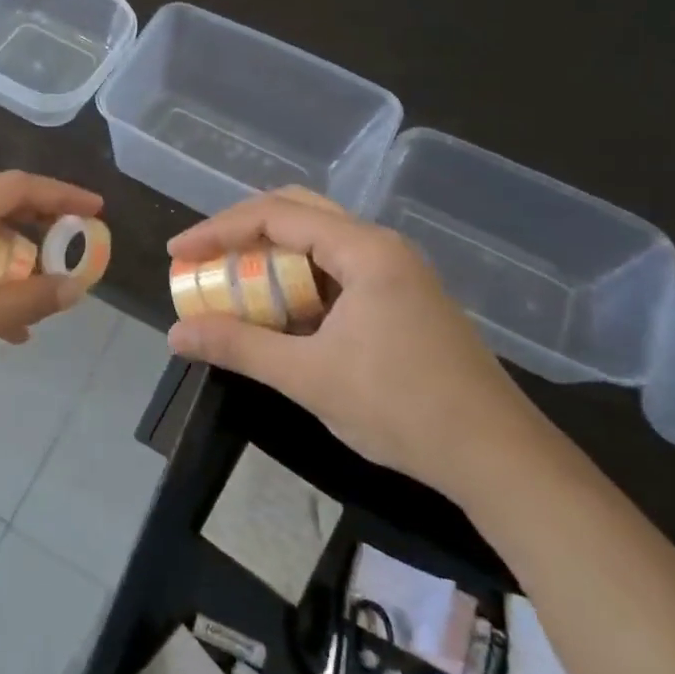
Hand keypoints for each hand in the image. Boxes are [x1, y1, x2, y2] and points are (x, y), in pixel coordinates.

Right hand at [164, 189, 533, 499]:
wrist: (499, 459)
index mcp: (364, 250)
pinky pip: (334, 272)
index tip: (177, 255)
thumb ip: (238, 346)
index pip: (274, 215)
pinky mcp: (400, 300)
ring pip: (316, 244)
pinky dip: (296, 283)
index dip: (217, 230)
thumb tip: (176, 334)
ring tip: (230, 284)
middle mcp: (380, 247)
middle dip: (241, 233)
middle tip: (202, 258)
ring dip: (269, 259)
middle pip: (296, 213)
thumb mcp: (308, 377)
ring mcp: (395, 273)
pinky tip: (277, 314)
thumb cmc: (403, 408)